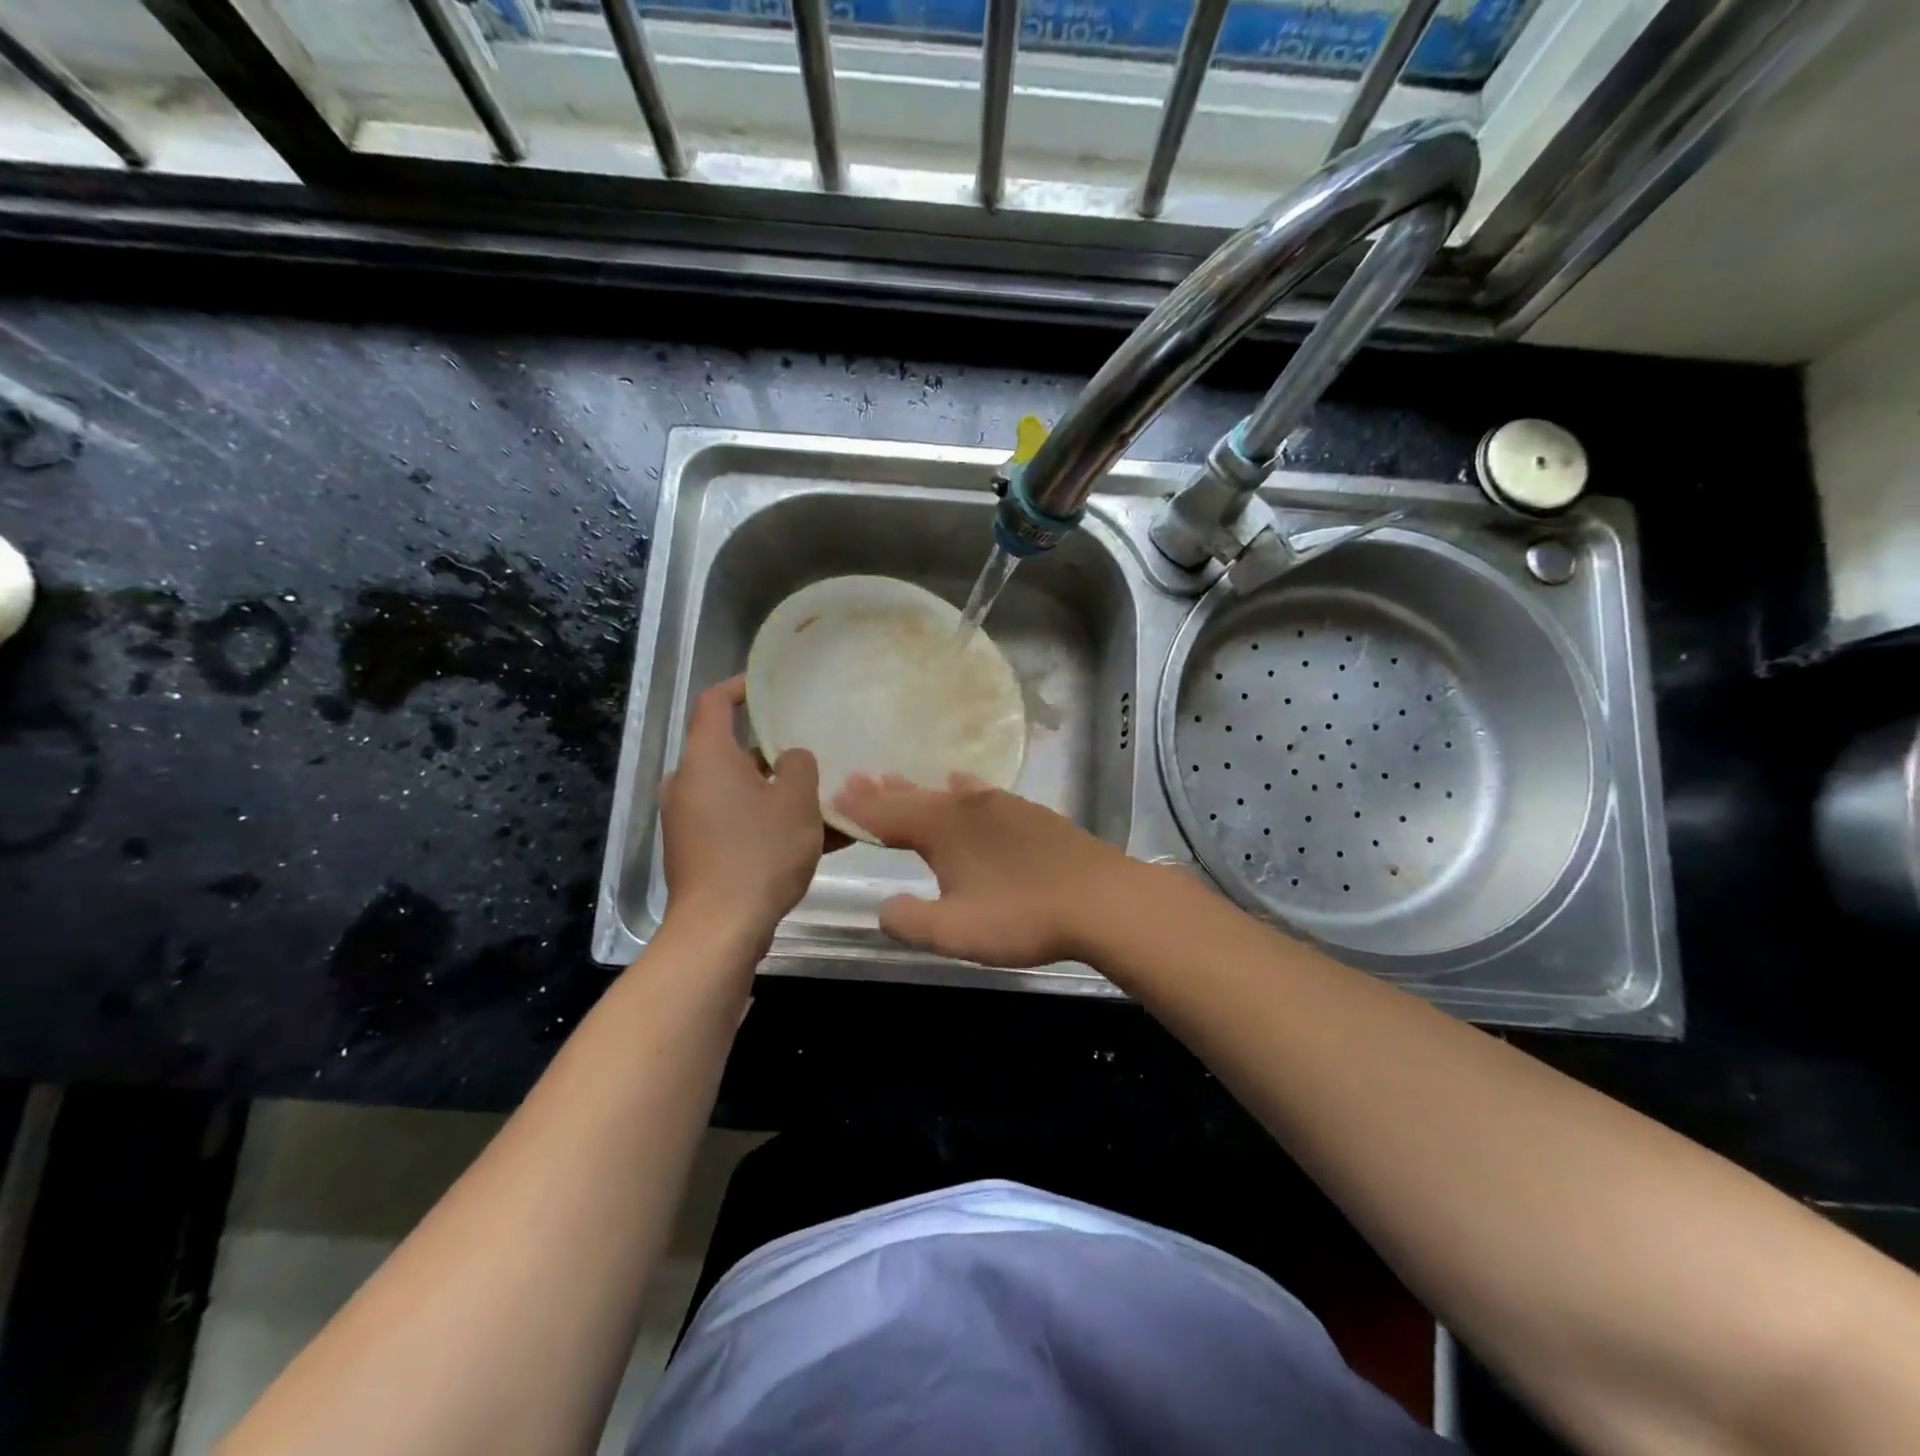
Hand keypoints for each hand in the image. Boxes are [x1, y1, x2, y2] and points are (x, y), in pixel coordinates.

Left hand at [661, 677, 828, 937]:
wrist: (720, 929)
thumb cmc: (760, 852)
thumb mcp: (796, 801)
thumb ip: (799, 765)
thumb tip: (790, 759)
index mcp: (706, 758)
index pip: (715, 703)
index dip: (742, 687)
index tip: (770, 687)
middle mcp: (689, 783)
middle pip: (733, 752)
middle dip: (774, 752)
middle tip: (813, 750)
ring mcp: (689, 820)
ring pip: (741, 792)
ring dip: (778, 793)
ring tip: (825, 801)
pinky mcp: (697, 852)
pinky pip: (738, 823)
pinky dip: (769, 823)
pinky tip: (816, 840)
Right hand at [832, 773, 1137, 966]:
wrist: (1102, 900)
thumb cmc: (1022, 916)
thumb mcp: (954, 932)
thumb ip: (910, 920)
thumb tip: (885, 907)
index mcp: (942, 830)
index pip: (888, 815)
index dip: (859, 810)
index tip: (834, 797)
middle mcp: (967, 808)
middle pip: (916, 797)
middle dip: (883, 792)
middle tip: (856, 779)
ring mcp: (1002, 806)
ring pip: (948, 793)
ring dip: (919, 789)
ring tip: (897, 779)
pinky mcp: (1030, 814)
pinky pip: (981, 793)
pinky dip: (961, 789)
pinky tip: (964, 782)